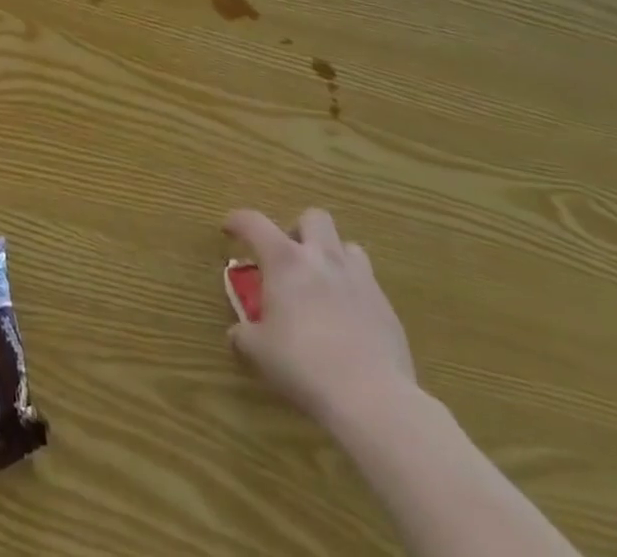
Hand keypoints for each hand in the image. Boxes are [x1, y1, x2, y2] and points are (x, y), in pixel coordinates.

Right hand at [224, 208, 415, 429]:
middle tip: (290, 257)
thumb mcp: (259, 351)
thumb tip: (238, 333)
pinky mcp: (386, 308)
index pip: (254, 222)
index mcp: (285, 260)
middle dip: (299, 230)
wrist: (373, 398)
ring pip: (347, 246)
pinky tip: (348, 321)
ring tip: (323, 284)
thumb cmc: (304, 366)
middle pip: (314, 217)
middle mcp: (323, 258)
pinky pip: (368, 285)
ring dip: (332, 257)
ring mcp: (360, 280)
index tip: (229, 229)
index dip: (237, 221)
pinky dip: (354, 292)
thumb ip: (244, 335)